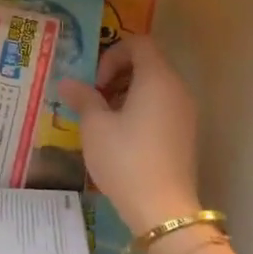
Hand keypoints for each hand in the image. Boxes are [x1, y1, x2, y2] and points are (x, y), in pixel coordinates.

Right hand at [58, 34, 201, 234]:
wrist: (163, 210)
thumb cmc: (126, 159)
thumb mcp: (95, 126)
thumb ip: (83, 98)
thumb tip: (68, 83)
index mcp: (157, 79)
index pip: (139, 43)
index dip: (112, 54)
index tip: (96, 83)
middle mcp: (177, 89)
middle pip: (148, 63)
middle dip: (117, 74)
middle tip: (95, 98)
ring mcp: (185, 113)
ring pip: (154, 86)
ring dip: (127, 93)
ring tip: (104, 119)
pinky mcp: (185, 134)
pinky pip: (162, 106)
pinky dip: (140, 109)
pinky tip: (120, 136)